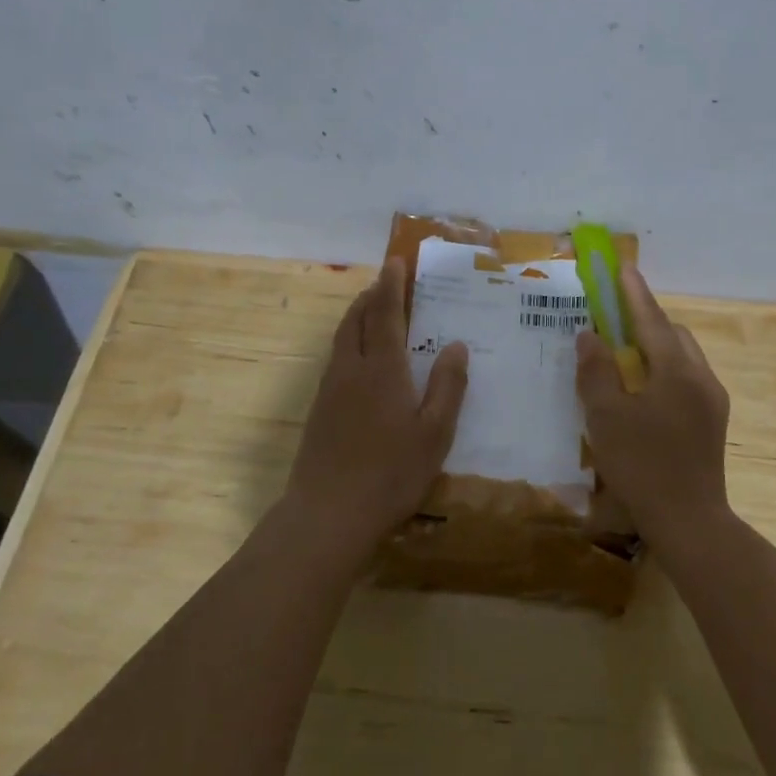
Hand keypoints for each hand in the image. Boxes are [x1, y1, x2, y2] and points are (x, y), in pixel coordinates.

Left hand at [283, 258, 468, 554]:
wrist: (328, 513)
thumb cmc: (391, 473)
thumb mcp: (435, 433)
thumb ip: (448, 386)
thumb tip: (456, 344)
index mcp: (383, 369)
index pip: (384, 313)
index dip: (391, 285)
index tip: (395, 261)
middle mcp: (351, 369)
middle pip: (355, 319)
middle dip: (371, 295)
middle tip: (386, 282)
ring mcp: (330, 389)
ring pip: (341, 338)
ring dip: (356, 316)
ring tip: (372, 311)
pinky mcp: (318, 410)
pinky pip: (335, 359)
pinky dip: (349, 342)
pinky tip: (360, 360)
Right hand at [577, 266, 731, 547]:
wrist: (689, 521)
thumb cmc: (642, 465)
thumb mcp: (606, 417)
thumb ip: (596, 371)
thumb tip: (590, 336)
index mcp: (677, 370)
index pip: (651, 319)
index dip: (633, 292)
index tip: (622, 266)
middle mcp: (702, 377)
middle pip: (672, 334)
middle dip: (645, 321)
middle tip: (614, 321)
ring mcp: (712, 400)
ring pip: (682, 358)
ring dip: (655, 348)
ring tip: (625, 358)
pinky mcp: (713, 421)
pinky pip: (687, 379)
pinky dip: (664, 371)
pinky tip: (643, 392)